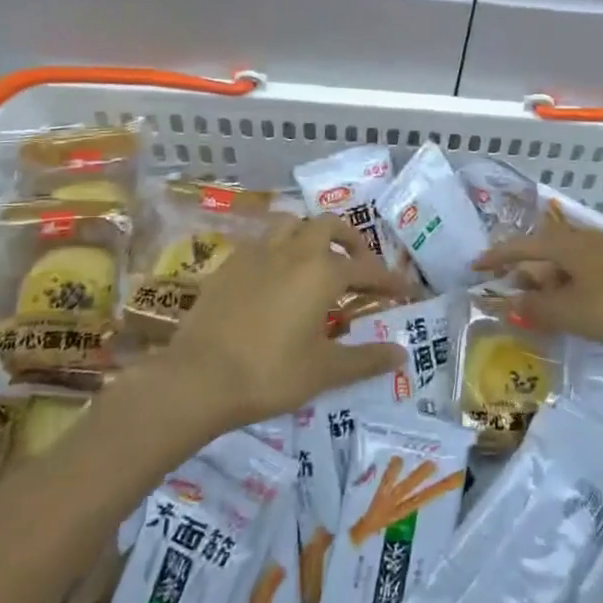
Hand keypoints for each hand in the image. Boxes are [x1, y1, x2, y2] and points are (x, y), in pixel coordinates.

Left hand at [162, 214, 413, 428]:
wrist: (196, 379)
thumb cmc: (269, 374)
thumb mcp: (324, 371)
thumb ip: (366, 359)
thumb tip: (402, 354)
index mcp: (322, 272)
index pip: (367, 269)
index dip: (389, 281)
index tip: (405, 291)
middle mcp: (294, 251)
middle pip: (329, 226)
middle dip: (351, 240)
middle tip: (359, 265)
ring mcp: (258, 253)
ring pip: (292, 224)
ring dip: (312, 234)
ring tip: (317, 259)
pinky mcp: (230, 265)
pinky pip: (263, 242)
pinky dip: (280, 249)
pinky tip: (276, 276)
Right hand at [474, 217, 602, 354]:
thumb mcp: (573, 312)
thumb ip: (538, 309)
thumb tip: (509, 302)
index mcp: (566, 245)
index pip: (521, 246)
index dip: (497, 256)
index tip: (475, 266)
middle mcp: (584, 241)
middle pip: (544, 252)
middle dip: (524, 272)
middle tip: (507, 294)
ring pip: (566, 264)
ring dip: (547, 283)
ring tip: (538, 306)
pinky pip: (584, 274)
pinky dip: (569, 288)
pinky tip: (574, 308)